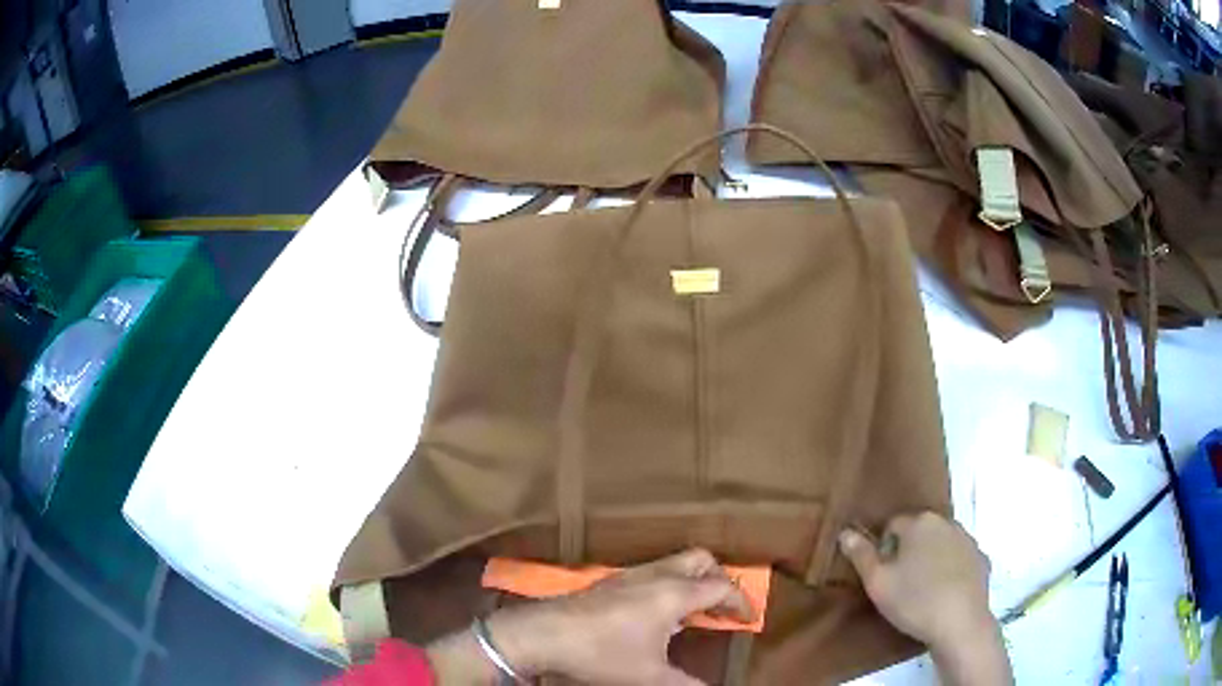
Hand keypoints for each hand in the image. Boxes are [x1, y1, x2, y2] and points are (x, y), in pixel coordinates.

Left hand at [487, 549, 753, 684]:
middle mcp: (655, 575)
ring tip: (694, 613)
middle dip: (719, 579)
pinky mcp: (610, 581)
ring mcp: (630, 575)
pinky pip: (652, 572)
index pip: (722, 587)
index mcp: (674, 593)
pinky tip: (657, 614)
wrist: (543, 634)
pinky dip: (669, 585)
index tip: (750, 620)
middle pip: (701, 560)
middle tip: (723, 607)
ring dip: (692, 582)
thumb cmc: (602, 653)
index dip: (742, 602)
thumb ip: (686, 684)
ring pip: (674, 563)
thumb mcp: (650, 677)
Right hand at [839, 512, 991, 649]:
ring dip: (931, 559)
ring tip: (922, 590)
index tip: (882, 574)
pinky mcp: (981, 559)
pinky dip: (951, 571)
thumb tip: (846, 531)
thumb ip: (861, 554)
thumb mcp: (877, 582)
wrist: (960, 623)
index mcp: (920, 522)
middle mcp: (947, 522)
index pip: (892, 525)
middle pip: (919, 532)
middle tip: (899, 583)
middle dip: (908, 551)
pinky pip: (959, 560)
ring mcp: (968, 540)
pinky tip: (944, 594)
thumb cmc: (914, 600)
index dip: (883, 549)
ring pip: (941, 544)